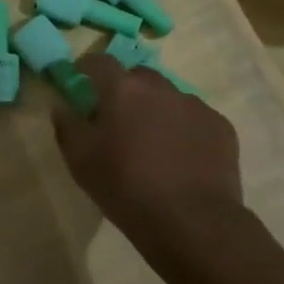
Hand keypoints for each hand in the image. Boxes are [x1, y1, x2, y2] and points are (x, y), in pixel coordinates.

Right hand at [51, 55, 247, 274]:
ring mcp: (195, 105)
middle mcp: (161, 87)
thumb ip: (67, 125)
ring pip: (169, 98)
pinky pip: (195, 119)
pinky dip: (184, 130)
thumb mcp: (80, 161)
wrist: (192, 222)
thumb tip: (62, 105)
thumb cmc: (126, 187)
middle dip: (125, 91)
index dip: (88, 68)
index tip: (82, 82)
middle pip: (138, 77)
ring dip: (157, 111)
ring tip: (154, 145)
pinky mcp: (221, 126)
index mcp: (123, 90)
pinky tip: (182, 159)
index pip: (100, 61)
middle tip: (118, 120)